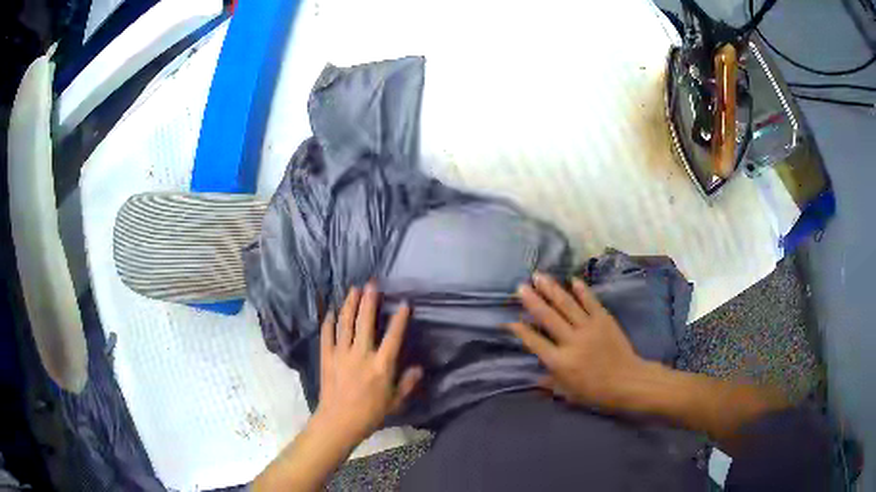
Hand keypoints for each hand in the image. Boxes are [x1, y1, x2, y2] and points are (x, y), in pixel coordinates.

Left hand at [315, 283, 422, 443]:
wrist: (339, 421)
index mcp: (381, 366)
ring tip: (353, 289)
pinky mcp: (327, 357)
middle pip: (365, 322)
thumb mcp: (395, 401)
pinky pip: (327, 335)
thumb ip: (407, 383)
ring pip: (345, 323)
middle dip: (369, 300)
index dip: (400, 318)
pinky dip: (330, 322)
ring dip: (350, 304)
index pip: (393, 336)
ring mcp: (341, 354)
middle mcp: (361, 354)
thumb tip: (419, 368)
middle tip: (372, 283)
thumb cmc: (371, 414)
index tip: (404, 302)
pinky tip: (332, 312)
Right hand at [508, 273, 646, 410]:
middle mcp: (571, 342)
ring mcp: (589, 328)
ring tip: (538, 276)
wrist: (627, 381)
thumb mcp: (568, 393)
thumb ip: (549, 383)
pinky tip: (572, 280)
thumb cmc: (595, 391)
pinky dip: (581, 290)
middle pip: (548, 318)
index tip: (510, 320)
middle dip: (532, 301)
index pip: (535, 342)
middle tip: (520, 287)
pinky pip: (590, 302)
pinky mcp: (604, 320)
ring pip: (566, 305)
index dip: (521, 331)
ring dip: (551, 289)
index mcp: (560, 362)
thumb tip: (533, 377)